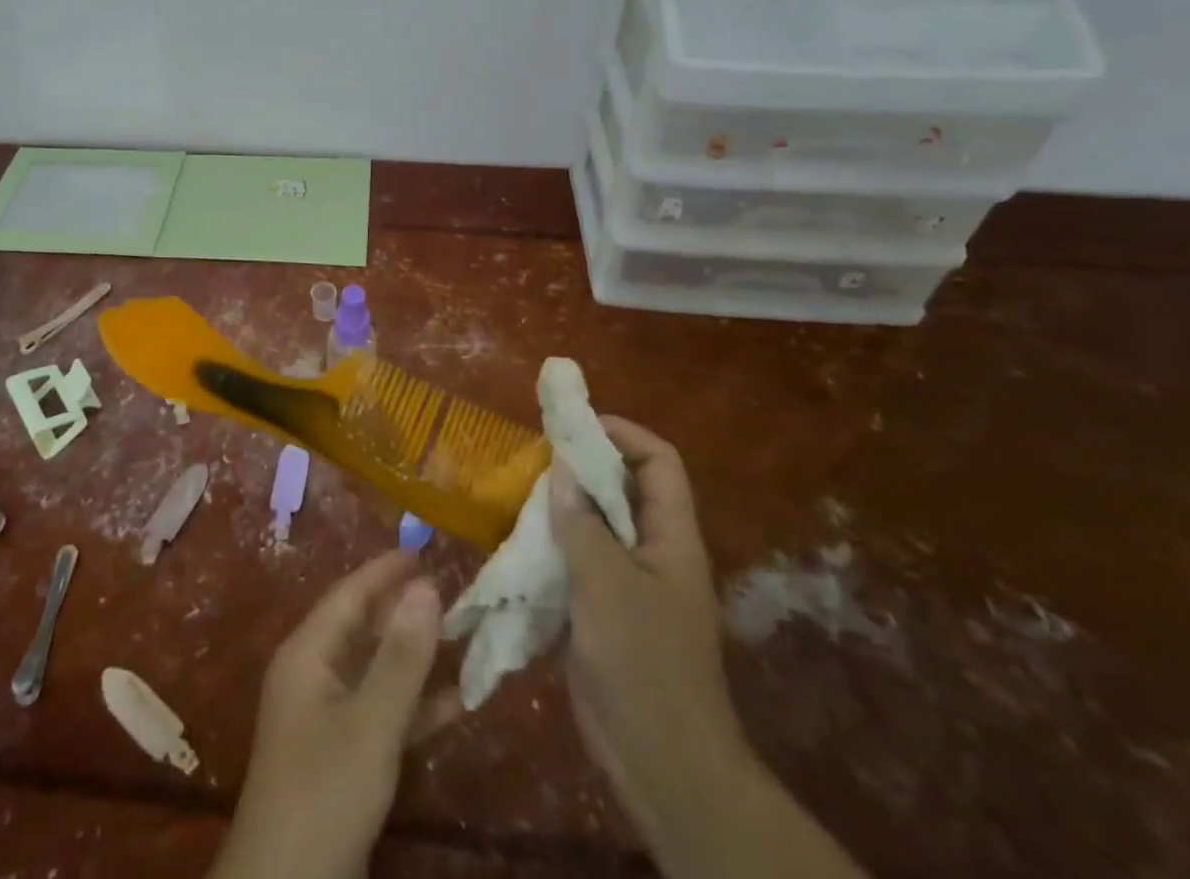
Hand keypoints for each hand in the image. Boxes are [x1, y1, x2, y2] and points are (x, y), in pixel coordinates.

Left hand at [208, 551, 443, 878]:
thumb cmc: (324, 790)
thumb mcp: (370, 721)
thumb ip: (401, 656)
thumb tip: (427, 585)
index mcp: (308, 653)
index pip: (349, 593)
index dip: (385, 570)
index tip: (423, 548)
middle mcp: (313, 675)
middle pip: (362, 628)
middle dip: (404, 610)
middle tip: (452, 590)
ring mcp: (325, 717)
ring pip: (375, 669)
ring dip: (415, 657)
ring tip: (461, 637)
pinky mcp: (340, 755)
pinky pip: (380, 711)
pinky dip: (414, 704)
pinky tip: (457, 703)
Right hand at [550, 418, 752, 829]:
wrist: (661, 763)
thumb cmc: (642, 661)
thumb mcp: (606, 582)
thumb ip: (581, 521)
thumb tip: (559, 466)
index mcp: (671, 537)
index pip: (659, 462)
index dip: (622, 433)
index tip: (572, 426)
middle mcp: (654, 551)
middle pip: (623, 488)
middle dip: (581, 466)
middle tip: (534, 458)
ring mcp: (630, 584)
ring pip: (596, 525)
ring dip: (561, 507)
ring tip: (517, 493)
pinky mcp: (605, 612)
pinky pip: (578, 562)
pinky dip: (551, 547)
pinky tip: (517, 545)